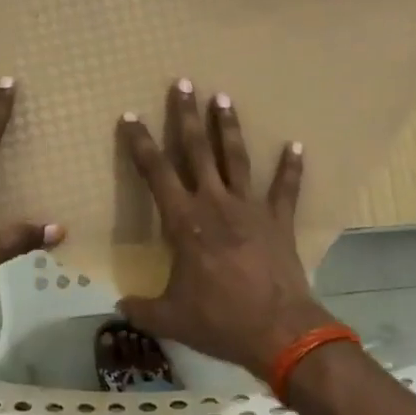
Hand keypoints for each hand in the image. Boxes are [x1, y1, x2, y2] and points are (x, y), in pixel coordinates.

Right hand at [117, 80, 335, 379]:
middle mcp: (215, 204)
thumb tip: (119, 306)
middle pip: (197, 150)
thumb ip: (141, 308)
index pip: (156, 173)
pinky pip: (285, 188)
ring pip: (236, 158)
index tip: (131, 116)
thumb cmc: (219, 320)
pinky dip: (291, 167)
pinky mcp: (278, 220)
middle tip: (183, 83)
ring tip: (223, 97)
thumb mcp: (170, 318)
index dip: (140, 143)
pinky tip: (296, 144)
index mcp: (184, 222)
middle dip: (187, 116)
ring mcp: (250, 208)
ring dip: (229, 127)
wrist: (278, 330)